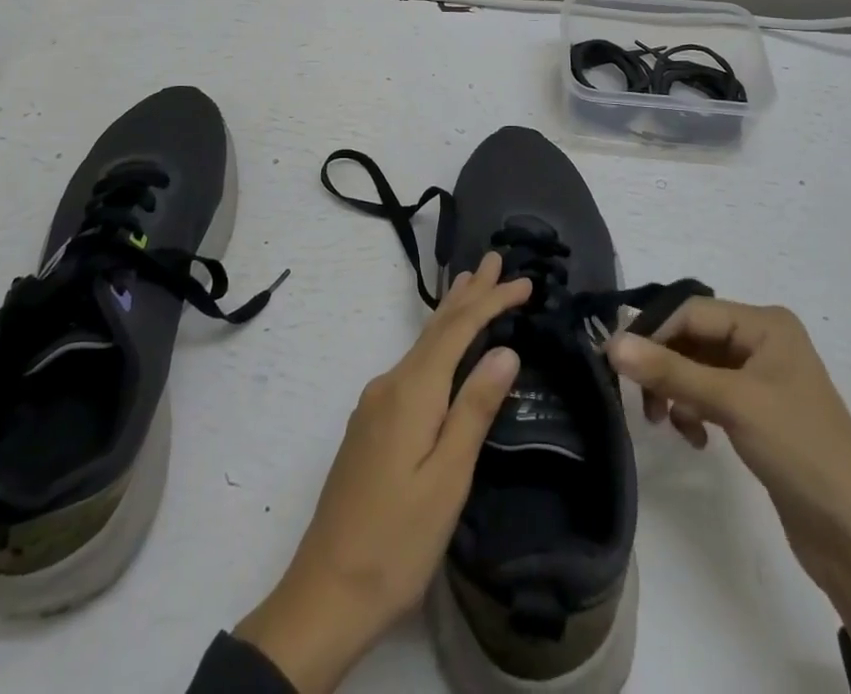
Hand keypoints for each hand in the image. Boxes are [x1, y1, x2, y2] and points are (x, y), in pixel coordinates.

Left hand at [235, 254, 530, 692]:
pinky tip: (442, 346)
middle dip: (468, 293)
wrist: (327, 590)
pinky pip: (412, 365)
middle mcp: (390, 384)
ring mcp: (376, 403)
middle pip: (436, 328)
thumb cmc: (397, 539)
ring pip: (422, 344)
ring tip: (470, 284)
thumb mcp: (447, 479)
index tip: (523, 281)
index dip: (490, 301)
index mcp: (411, 391)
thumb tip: (505, 350)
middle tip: (494, 260)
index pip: (457, 330)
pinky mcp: (371, 423)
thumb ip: (474, 409)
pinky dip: (436, 343)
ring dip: (451, 314)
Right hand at [607, 299, 850, 654]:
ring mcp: (761, 378)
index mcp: (766, 324)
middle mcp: (763, 341)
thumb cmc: (801, 451)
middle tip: (642, 401)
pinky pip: (709, 395)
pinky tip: (695, 438)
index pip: (691, 311)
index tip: (617, 362)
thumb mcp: (732, 403)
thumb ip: (669, 372)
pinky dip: (693, 411)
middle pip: (692, 338)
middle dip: (663, 366)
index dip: (652, 332)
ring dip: (676, 391)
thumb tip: (611, 344)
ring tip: (667, 424)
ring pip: (697, 368)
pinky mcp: (757, 413)